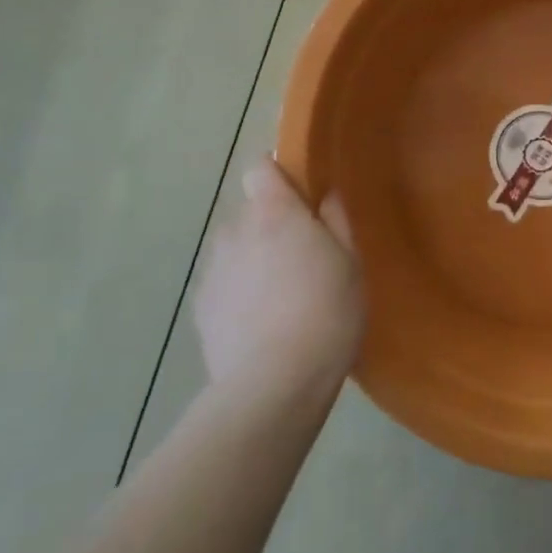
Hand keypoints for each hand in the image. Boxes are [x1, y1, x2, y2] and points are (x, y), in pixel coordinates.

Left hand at [191, 157, 364, 403]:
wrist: (273, 383)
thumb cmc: (326, 312)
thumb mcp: (350, 263)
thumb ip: (336, 221)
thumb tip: (325, 197)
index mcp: (273, 212)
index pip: (260, 168)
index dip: (278, 176)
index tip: (300, 198)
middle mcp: (235, 230)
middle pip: (250, 212)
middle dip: (271, 224)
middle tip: (302, 257)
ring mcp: (213, 269)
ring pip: (235, 249)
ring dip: (252, 258)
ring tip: (279, 295)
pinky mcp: (200, 307)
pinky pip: (223, 283)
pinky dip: (238, 292)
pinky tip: (260, 323)